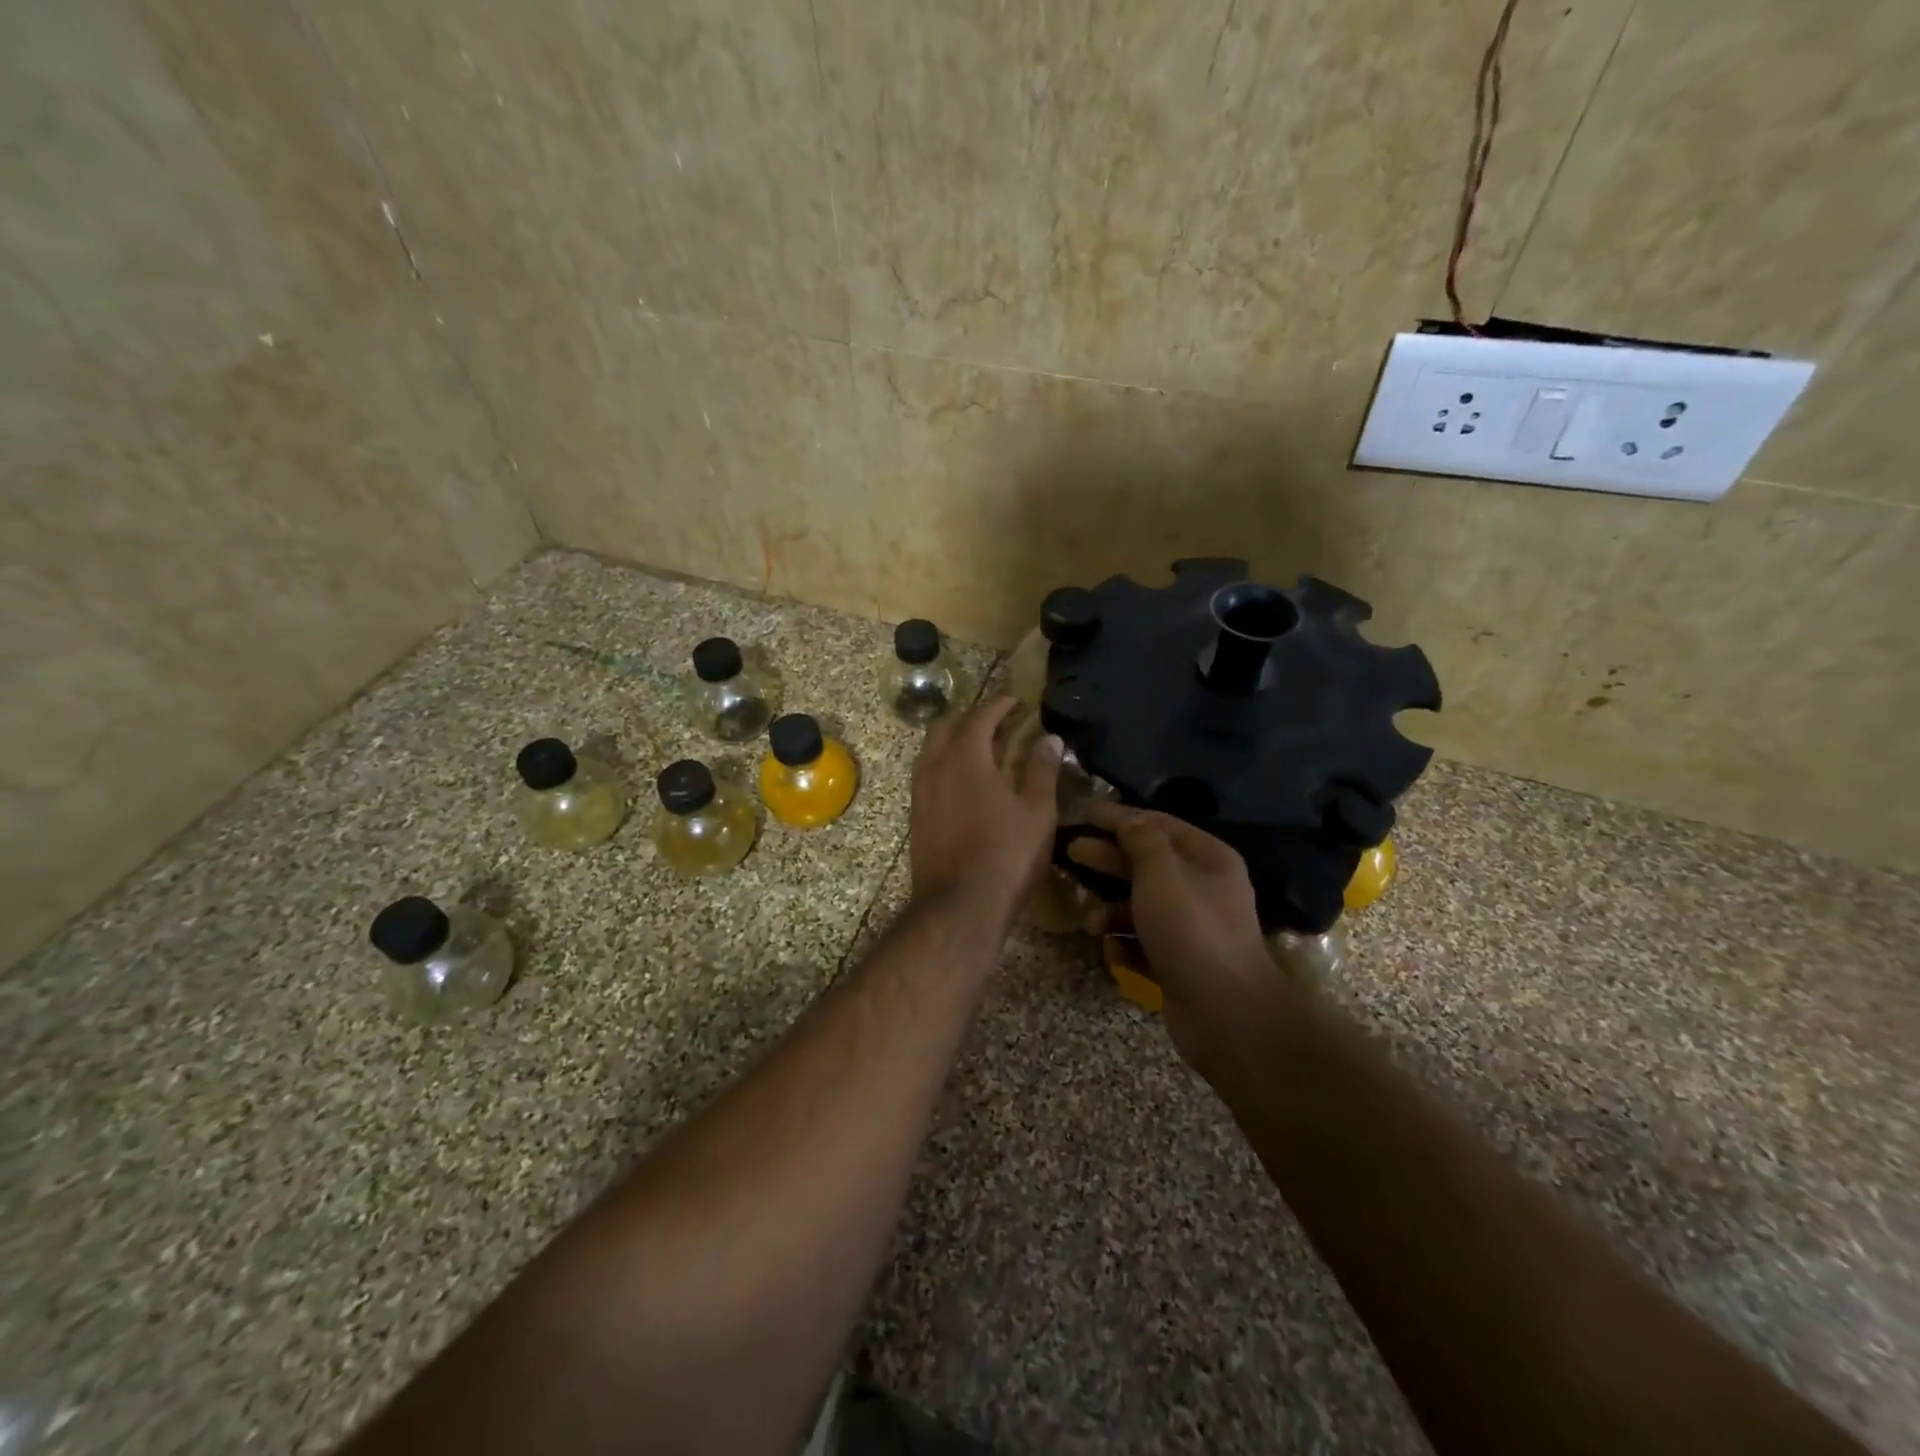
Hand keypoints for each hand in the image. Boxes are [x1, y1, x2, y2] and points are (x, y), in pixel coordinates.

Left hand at [909, 697, 1062, 917]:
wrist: (959, 907)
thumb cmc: (1006, 855)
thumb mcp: (1037, 811)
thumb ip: (1042, 770)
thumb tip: (1049, 738)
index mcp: (965, 757)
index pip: (980, 716)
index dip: (1000, 705)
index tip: (1016, 701)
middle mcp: (935, 766)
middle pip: (947, 727)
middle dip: (972, 718)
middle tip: (998, 722)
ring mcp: (920, 792)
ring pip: (932, 751)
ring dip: (955, 741)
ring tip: (983, 749)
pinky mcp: (915, 816)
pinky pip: (928, 774)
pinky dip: (946, 765)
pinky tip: (966, 783)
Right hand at [1073, 802, 1294, 1071]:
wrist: (1226, 1013)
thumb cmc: (1191, 930)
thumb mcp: (1161, 873)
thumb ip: (1140, 840)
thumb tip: (1127, 821)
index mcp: (1207, 858)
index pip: (1157, 824)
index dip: (1119, 816)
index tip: (1083, 812)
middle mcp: (1202, 888)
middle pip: (1145, 863)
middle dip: (1107, 859)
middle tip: (1071, 852)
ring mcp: (1191, 928)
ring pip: (1140, 906)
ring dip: (1111, 911)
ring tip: (1091, 922)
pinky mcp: (1178, 962)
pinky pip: (1143, 943)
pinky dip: (1125, 945)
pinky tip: (1113, 952)